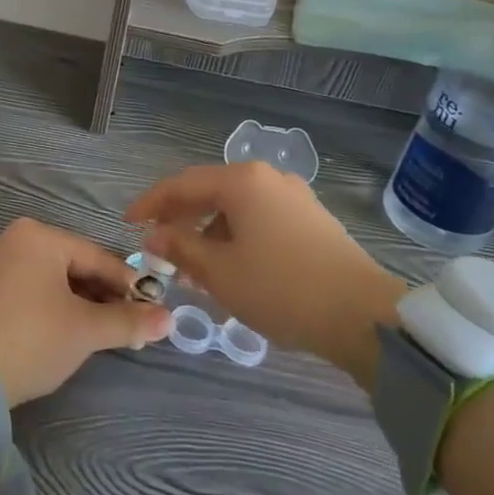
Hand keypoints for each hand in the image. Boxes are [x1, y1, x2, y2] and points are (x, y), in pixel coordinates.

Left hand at [0, 218, 172, 406]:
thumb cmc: (34, 340)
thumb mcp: (86, 330)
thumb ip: (128, 321)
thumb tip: (169, 319)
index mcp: (37, 235)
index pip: (95, 256)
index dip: (126, 284)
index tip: (151, 308)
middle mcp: (12, 239)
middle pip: (72, 265)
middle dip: (102, 295)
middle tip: (128, 324)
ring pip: (50, 278)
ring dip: (79, 302)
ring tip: (102, 331)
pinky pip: (29, 287)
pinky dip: (52, 305)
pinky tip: (67, 329)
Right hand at [126, 162, 406, 384]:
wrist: (364, 316)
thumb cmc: (281, 288)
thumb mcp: (219, 272)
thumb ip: (180, 248)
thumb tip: (153, 236)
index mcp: (241, 181)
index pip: (182, 185)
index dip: (151, 204)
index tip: (128, 223)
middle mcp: (267, 178)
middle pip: (210, 192)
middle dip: (181, 221)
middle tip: (160, 249)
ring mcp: (294, 197)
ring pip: (236, 208)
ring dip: (209, 233)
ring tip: (195, 270)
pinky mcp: (312, 220)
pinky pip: (260, 219)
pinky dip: (237, 238)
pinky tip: (232, 268)